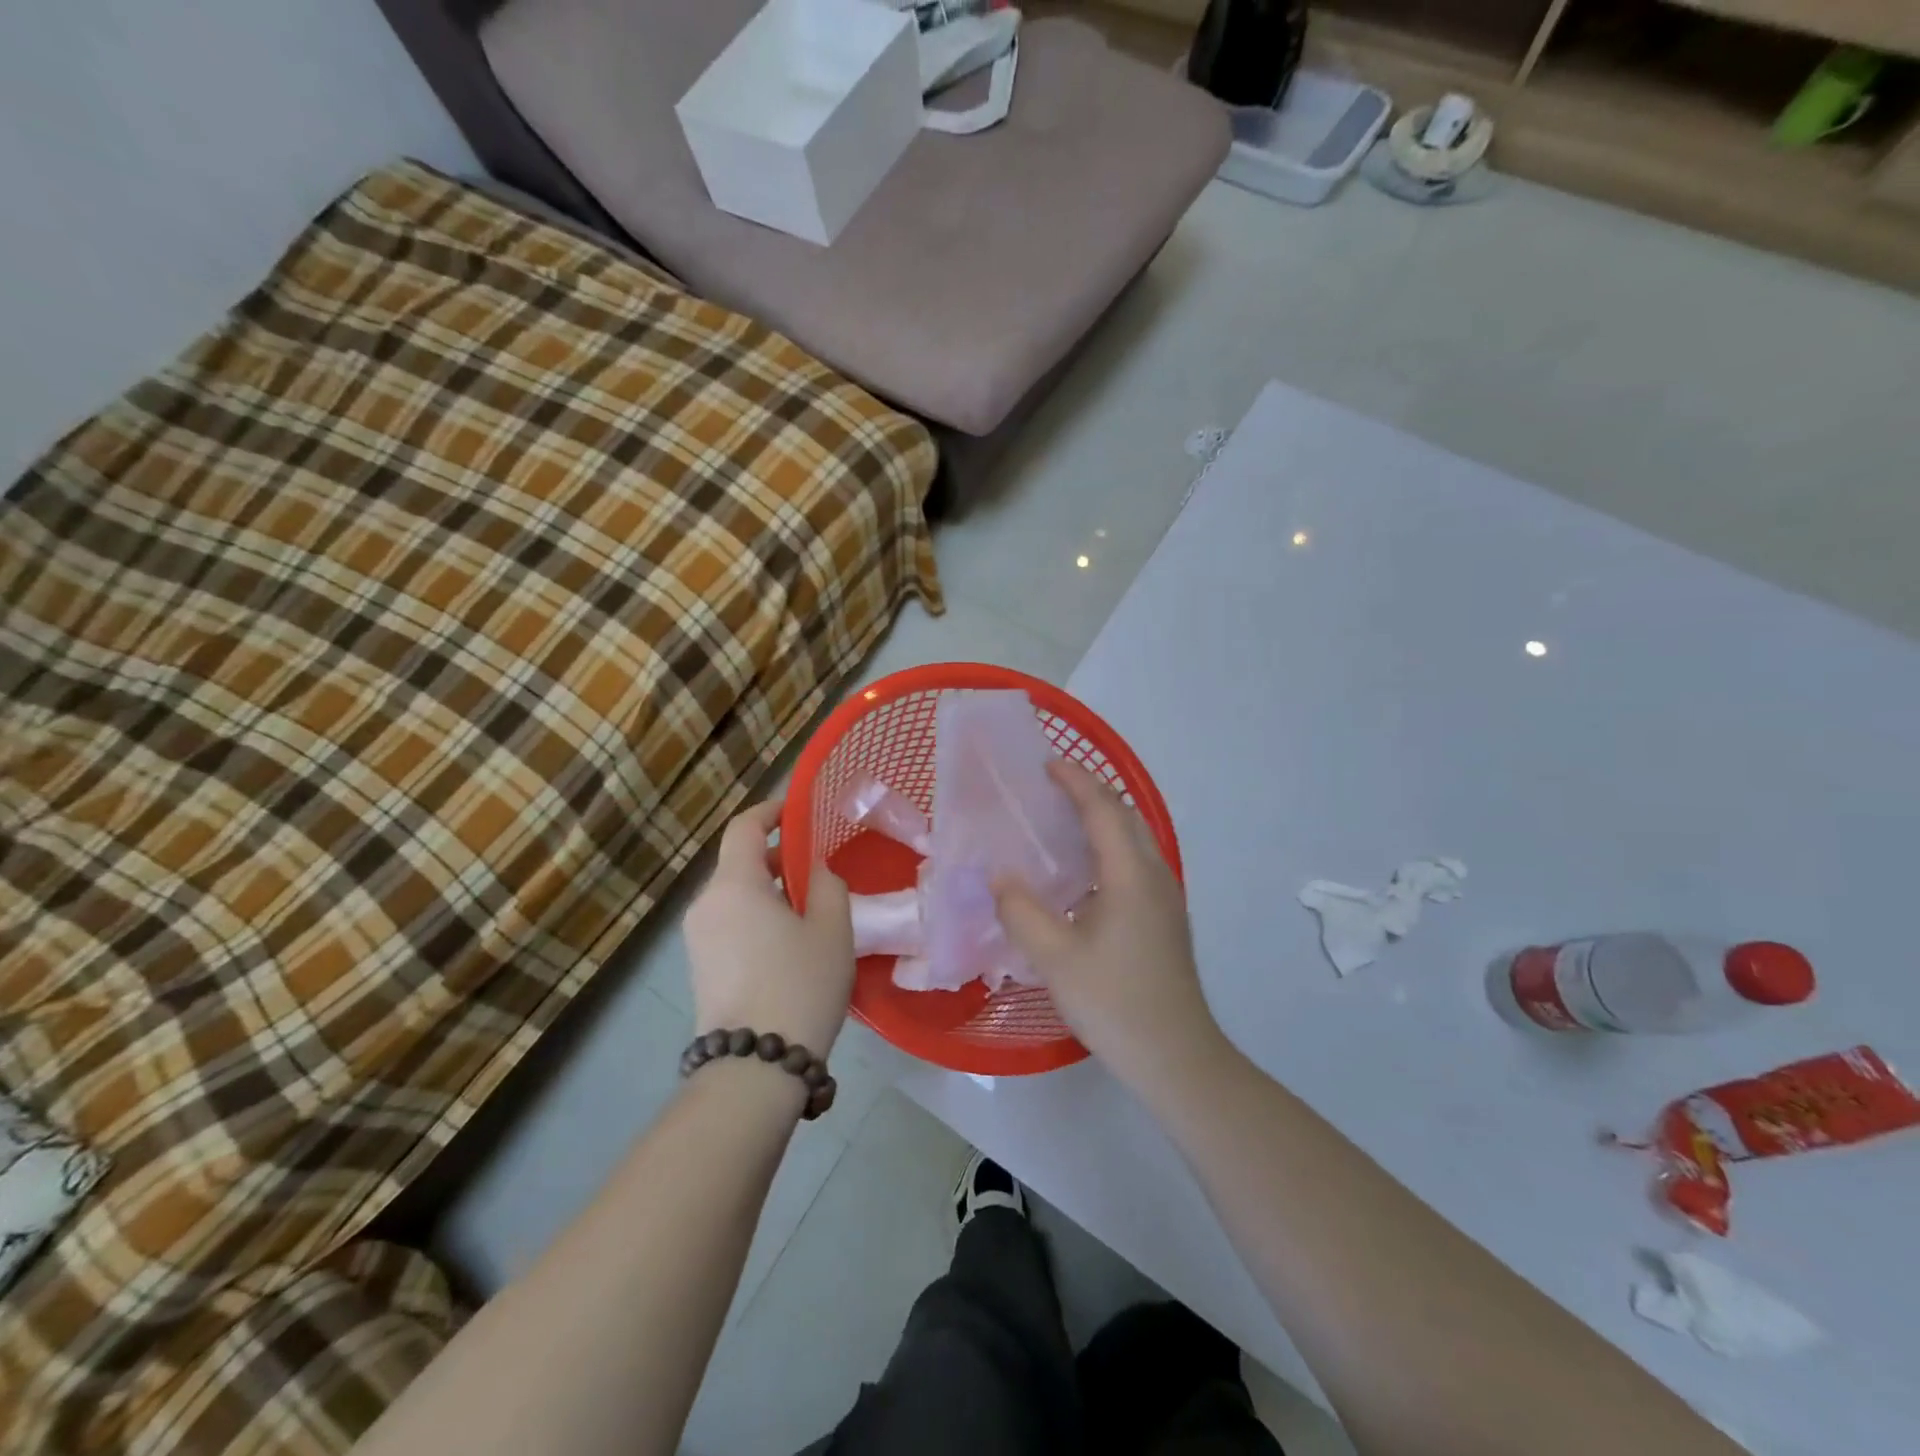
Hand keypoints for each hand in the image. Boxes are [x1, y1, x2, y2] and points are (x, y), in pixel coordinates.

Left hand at [685, 801, 854, 1060]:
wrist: (754, 1067)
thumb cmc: (800, 985)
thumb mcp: (832, 929)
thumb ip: (828, 884)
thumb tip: (814, 871)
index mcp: (734, 884)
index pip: (743, 826)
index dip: (771, 810)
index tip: (798, 811)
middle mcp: (706, 904)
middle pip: (738, 861)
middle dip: (777, 856)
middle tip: (817, 869)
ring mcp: (697, 937)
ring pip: (735, 894)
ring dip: (768, 889)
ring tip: (809, 909)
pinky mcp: (699, 966)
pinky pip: (729, 921)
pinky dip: (756, 915)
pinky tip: (787, 942)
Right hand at [993, 761, 1225, 1096]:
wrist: (1175, 1055)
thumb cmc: (1114, 1001)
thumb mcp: (1054, 957)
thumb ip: (1021, 910)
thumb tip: (999, 876)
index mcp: (1130, 874)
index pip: (1103, 809)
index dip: (1076, 781)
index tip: (1047, 764)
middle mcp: (1154, 875)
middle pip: (1125, 816)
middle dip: (1090, 793)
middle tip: (1050, 790)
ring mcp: (1165, 897)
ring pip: (1134, 839)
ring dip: (1102, 820)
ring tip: (1061, 822)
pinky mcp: (1164, 918)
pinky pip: (1136, 862)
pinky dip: (1108, 847)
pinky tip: (1081, 873)